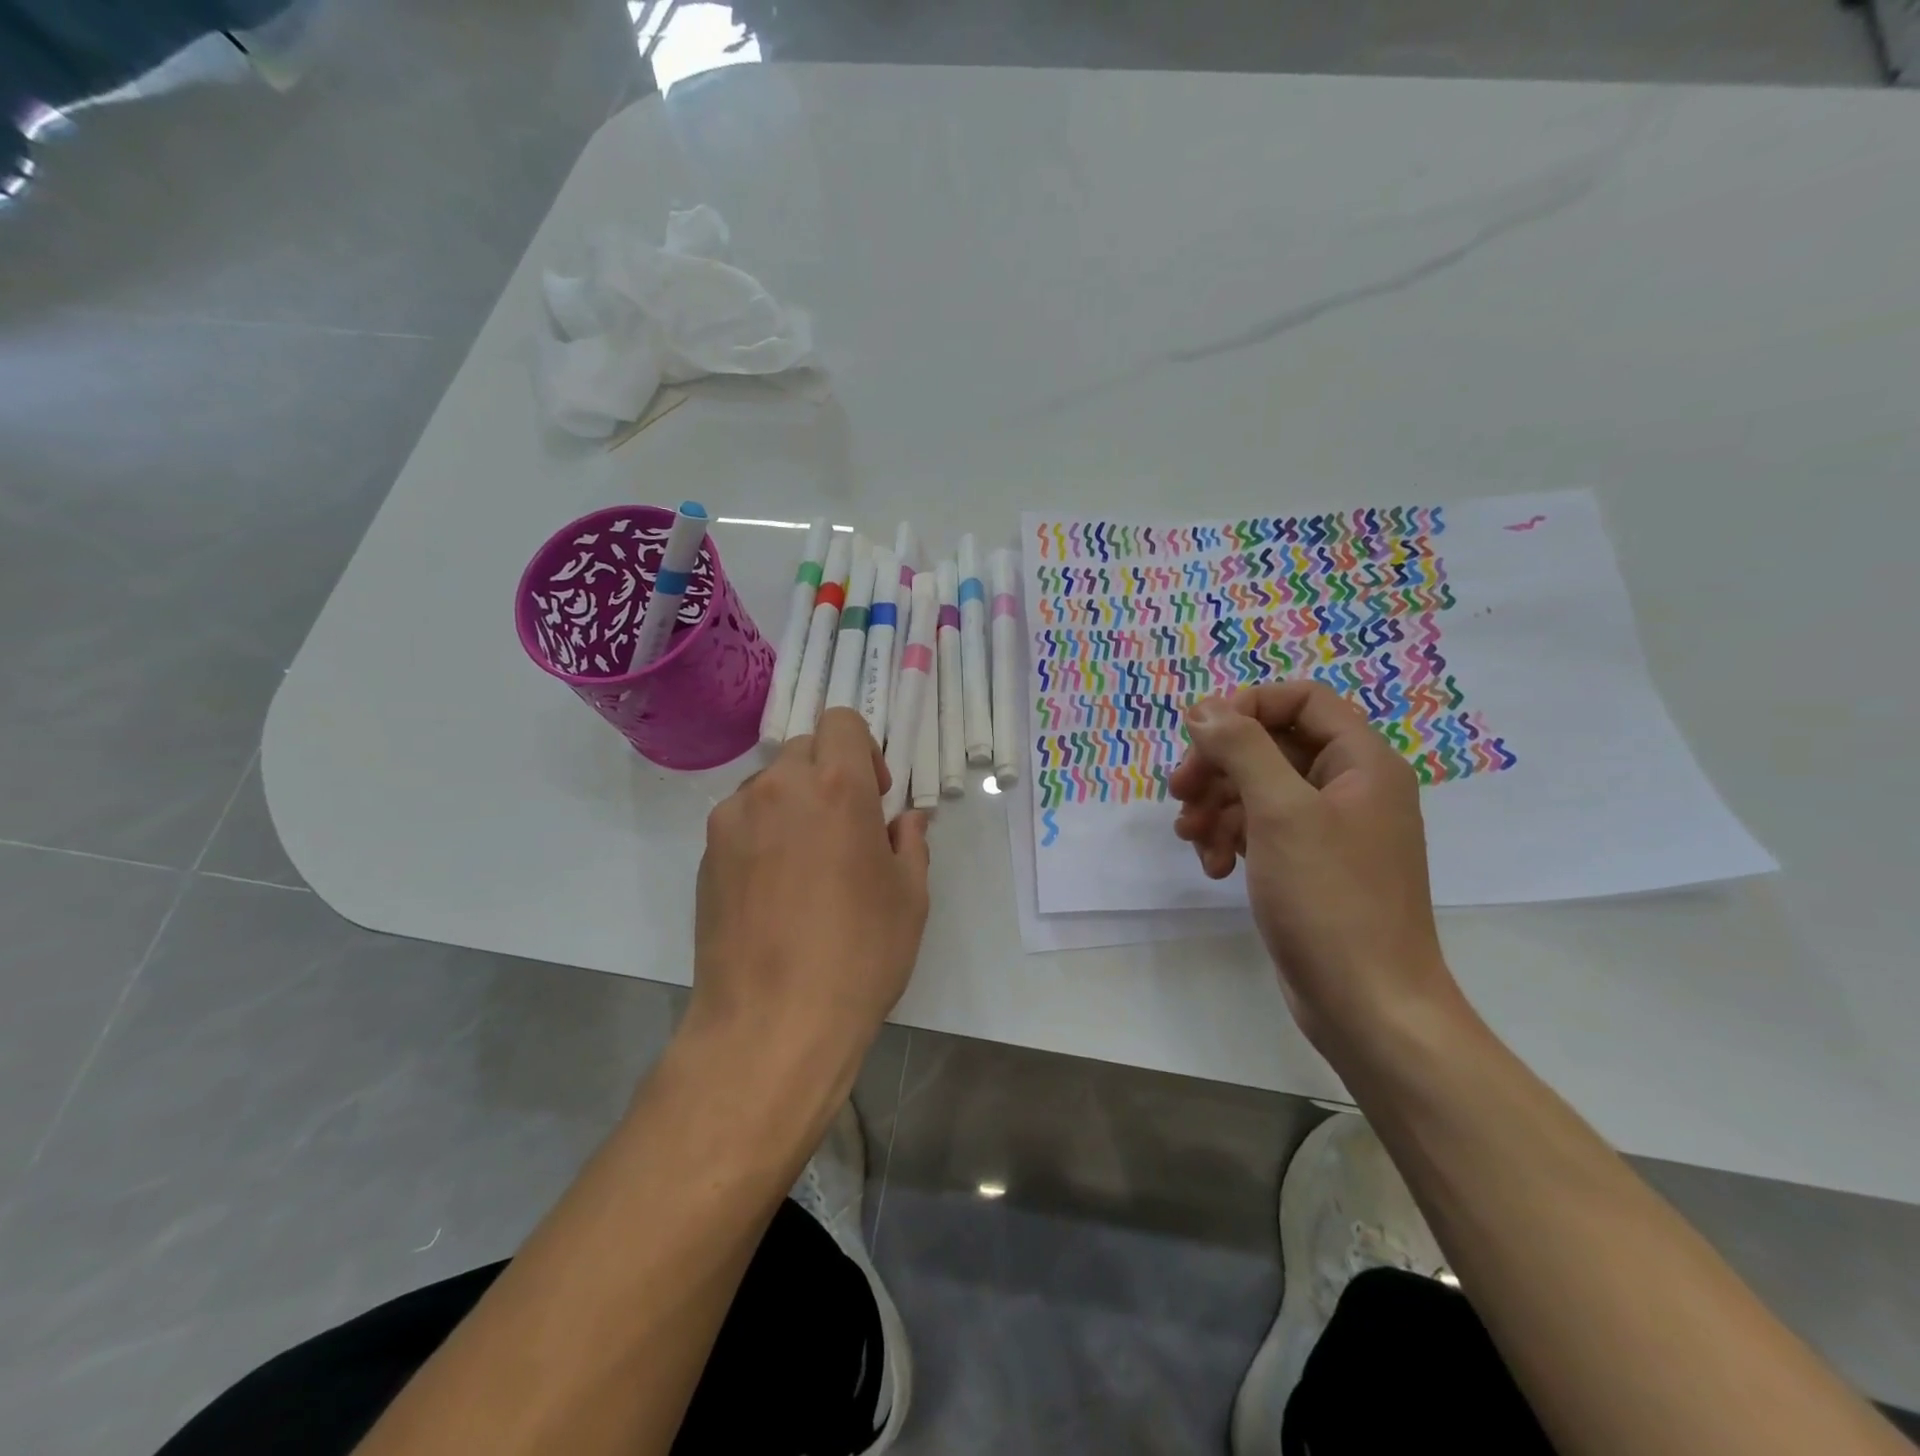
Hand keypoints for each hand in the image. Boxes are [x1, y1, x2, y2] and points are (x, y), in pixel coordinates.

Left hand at [689, 708, 930, 1084]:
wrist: (772, 1022)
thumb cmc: (859, 955)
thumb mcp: (910, 898)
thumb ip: (909, 843)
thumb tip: (905, 821)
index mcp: (837, 786)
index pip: (841, 721)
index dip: (862, 749)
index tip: (873, 797)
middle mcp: (779, 788)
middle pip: (803, 749)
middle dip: (828, 775)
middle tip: (845, 830)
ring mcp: (733, 820)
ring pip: (769, 784)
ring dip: (793, 803)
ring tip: (805, 864)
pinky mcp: (705, 855)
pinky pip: (741, 821)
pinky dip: (762, 833)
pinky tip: (773, 889)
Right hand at [1170, 681, 1464, 1057]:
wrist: (1367, 1005)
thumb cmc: (1330, 898)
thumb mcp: (1280, 812)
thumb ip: (1241, 749)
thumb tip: (1203, 708)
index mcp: (1362, 762)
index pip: (1302, 700)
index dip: (1247, 707)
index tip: (1200, 735)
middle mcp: (1349, 788)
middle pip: (1272, 745)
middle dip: (1220, 765)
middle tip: (1179, 792)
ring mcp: (1329, 830)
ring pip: (1258, 790)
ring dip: (1216, 806)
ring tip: (1190, 838)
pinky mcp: (1308, 866)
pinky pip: (1261, 830)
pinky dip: (1230, 839)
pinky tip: (1212, 867)